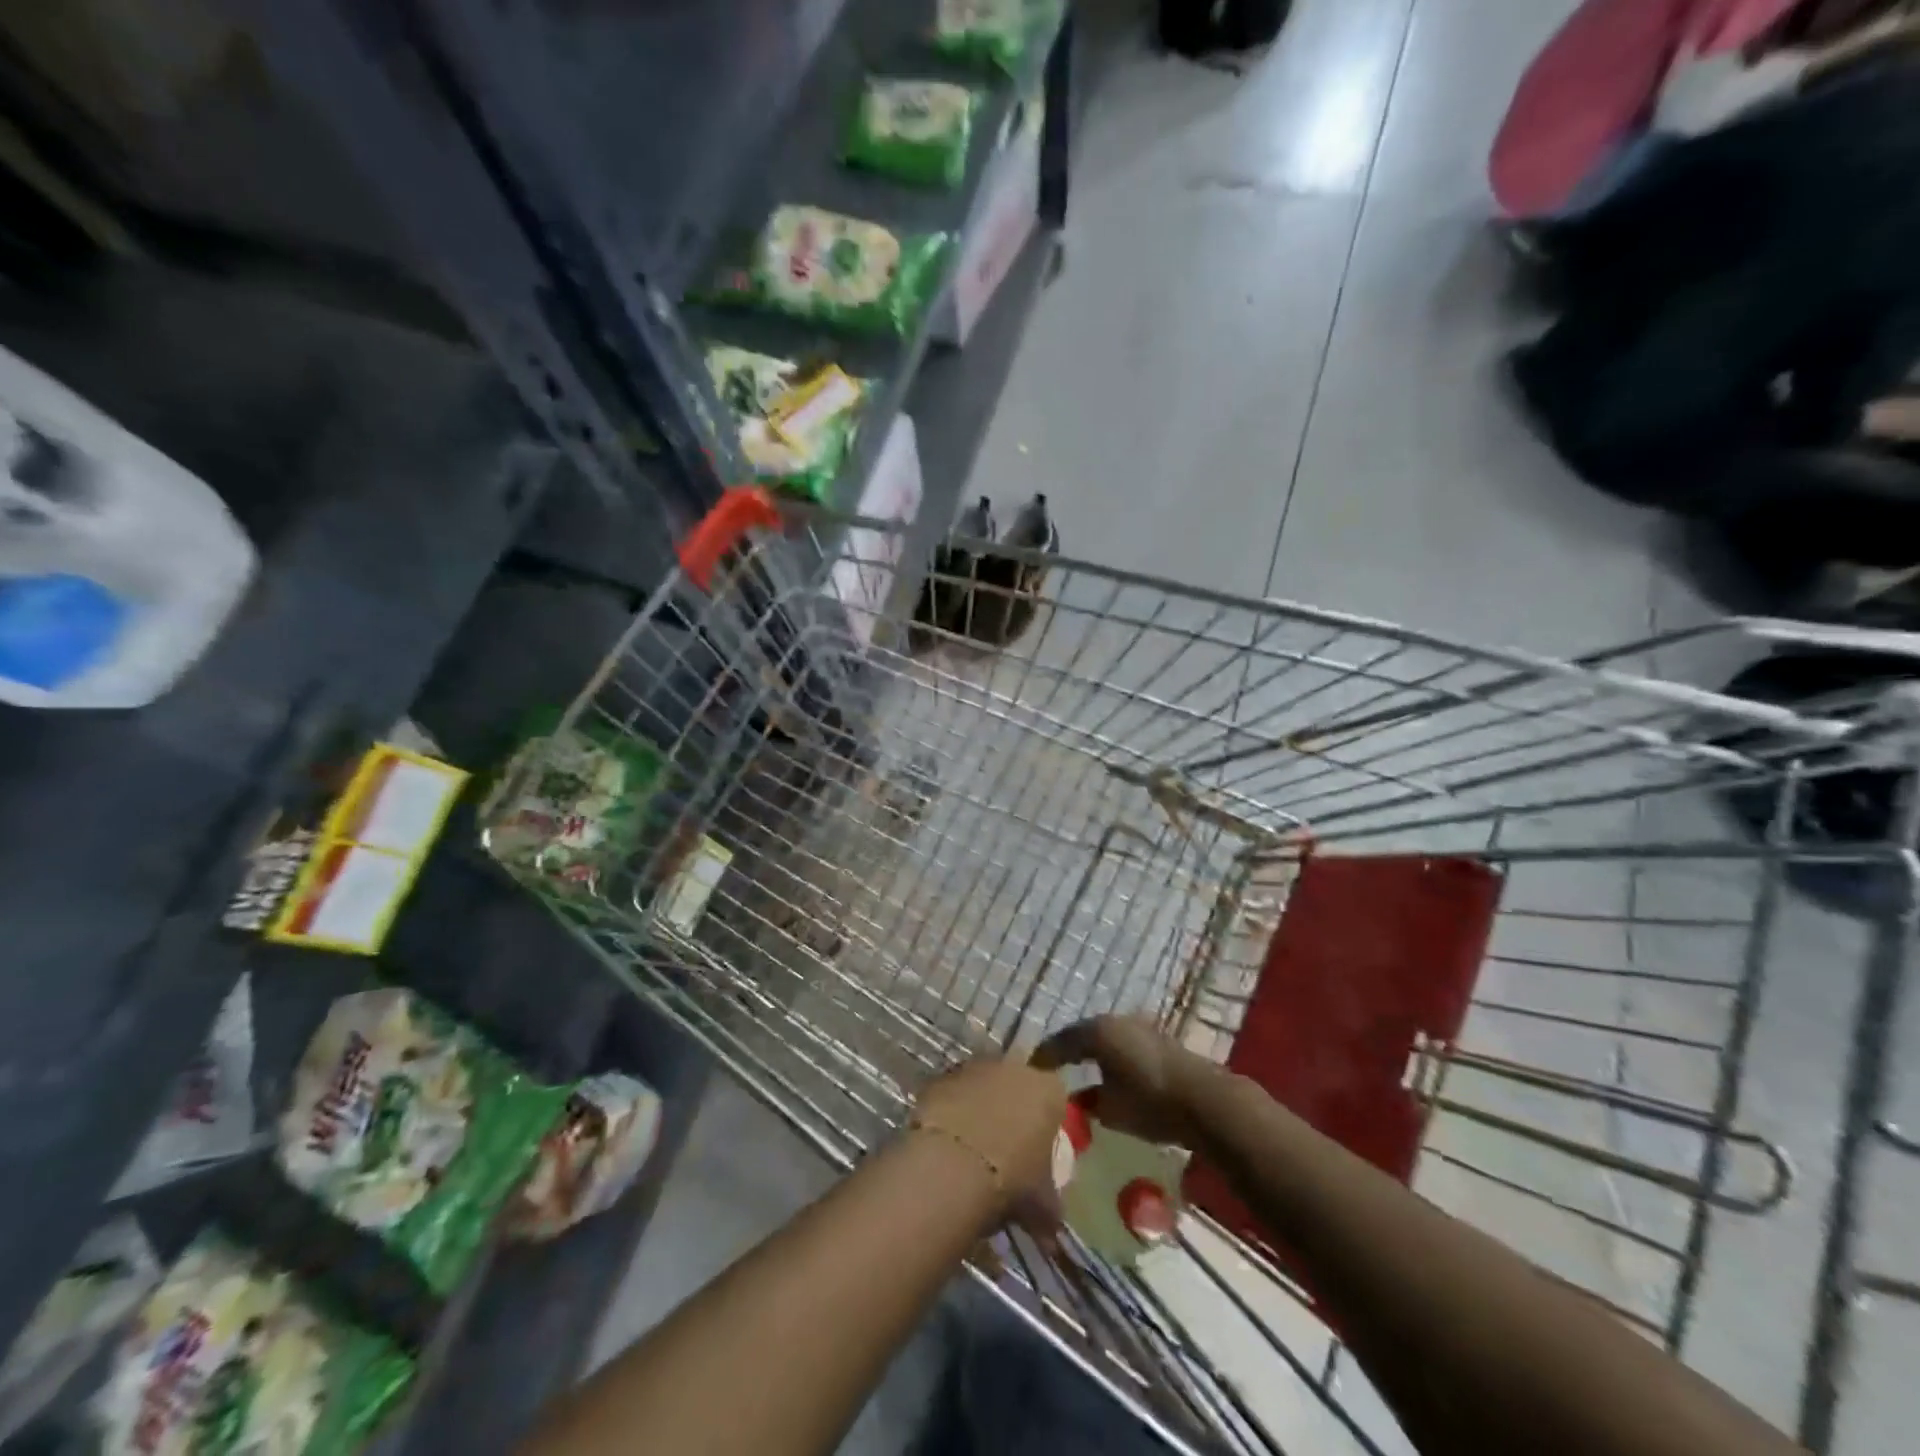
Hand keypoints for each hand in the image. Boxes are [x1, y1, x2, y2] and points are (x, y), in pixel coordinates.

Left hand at [911, 1057, 1067, 1208]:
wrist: (953, 1165)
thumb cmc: (1011, 1179)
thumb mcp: (1041, 1204)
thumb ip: (1050, 1209)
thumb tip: (1051, 1231)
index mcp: (1048, 1090)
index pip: (1055, 1100)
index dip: (1047, 1125)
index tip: (1038, 1152)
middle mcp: (1014, 1068)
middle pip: (1017, 1087)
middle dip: (1012, 1112)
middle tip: (1004, 1150)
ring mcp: (974, 1067)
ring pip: (982, 1087)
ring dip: (979, 1109)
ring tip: (971, 1150)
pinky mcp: (941, 1077)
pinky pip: (952, 1093)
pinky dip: (951, 1112)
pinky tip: (945, 1143)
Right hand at [1032, 1016, 1217, 1148]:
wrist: (1205, 1100)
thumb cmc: (1150, 1102)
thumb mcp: (1110, 1109)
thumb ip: (1087, 1102)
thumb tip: (1074, 1099)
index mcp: (1097, 1031)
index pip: (1061, 1042)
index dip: (1045, 1057)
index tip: (1030, 1070)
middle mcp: (1115, 1021)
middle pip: (1083, 1035)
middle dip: (1068, 1051)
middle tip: (1051, 1069)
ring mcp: (1139, 1027)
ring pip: (1105, 1039)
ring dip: (1092, 1054)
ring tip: (1079, 1073)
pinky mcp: (1158, 1040)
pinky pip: (1123, 1046)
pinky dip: (1111, 1058)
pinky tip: (1108, 1076)